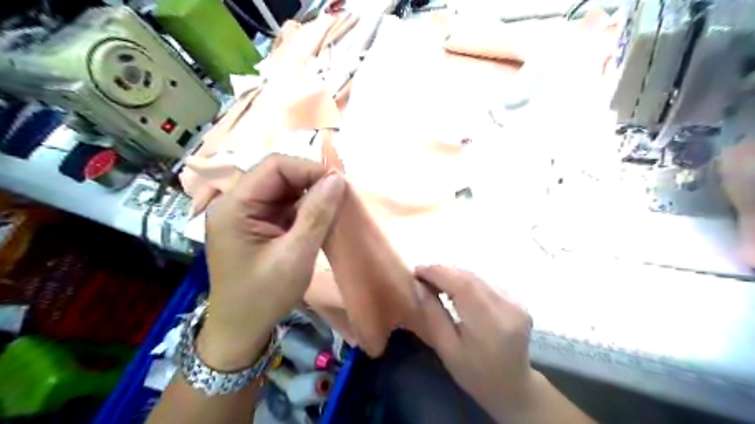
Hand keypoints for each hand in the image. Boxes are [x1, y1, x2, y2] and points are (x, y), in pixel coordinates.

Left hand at [197, 154, 343, 368]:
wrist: (242, 330)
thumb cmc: (264, 296)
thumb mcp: (295, 255)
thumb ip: (317, 214)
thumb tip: (338, 179)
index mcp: (235, 207)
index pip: (274, 167)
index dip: (308, 169)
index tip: (339, 184)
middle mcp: (236, 204)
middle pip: (278, 176)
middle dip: (311, 182)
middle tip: (340, 196)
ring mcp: (247, 215)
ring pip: (284, 190)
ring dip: (310, 196)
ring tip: (334, 207)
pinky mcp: (257, 225)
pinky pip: (284, 206)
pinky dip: (305, 209)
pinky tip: (321, 219)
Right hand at [412, 266, 535, 420]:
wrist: (513, 387)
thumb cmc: (475, 374)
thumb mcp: (447, 349)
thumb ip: (433, 315)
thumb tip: (418, 286)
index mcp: (489, 324)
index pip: (462, 285)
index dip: (438, 273)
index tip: (416, 270)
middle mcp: (507, 307)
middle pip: (470, 277)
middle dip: (444, 271)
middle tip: (422, 274)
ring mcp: (516, 302)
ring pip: (479, 276)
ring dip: (455, 274)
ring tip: (435, 280)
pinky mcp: (518, 301)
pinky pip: (487, 282)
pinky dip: (468, 280)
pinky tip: (456, 287)